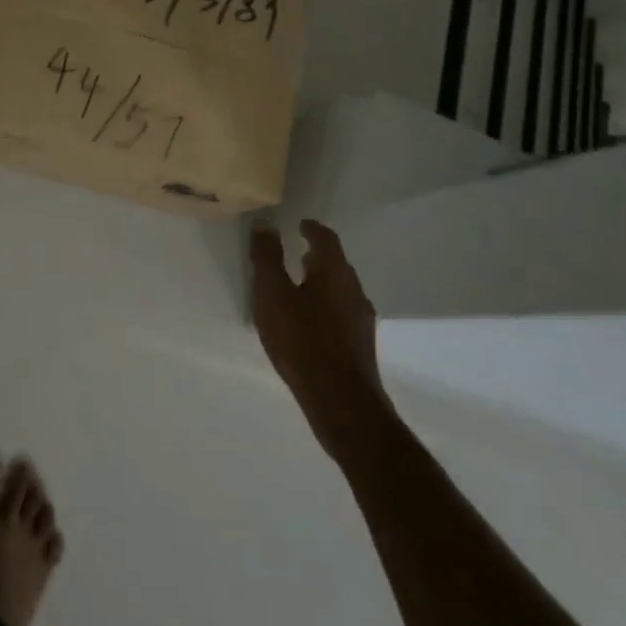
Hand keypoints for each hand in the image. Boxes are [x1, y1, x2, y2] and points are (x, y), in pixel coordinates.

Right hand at [249, 218, 391, 459]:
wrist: (342, 402)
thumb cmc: (302, 341)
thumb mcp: (273, 295)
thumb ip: (267, 258)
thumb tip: (265, 223)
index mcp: (334, 272)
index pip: (326, 239)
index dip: (313, 229)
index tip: (300, 224)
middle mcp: (354, 290)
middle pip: (337, 263)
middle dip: (318, 255)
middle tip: (297, 251)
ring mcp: (361, 319)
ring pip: (341, 289)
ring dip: (322, 281)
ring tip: (300, 286)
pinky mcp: (360, 345)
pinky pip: (342, 312)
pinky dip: (326, 305)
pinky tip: (310, 323)